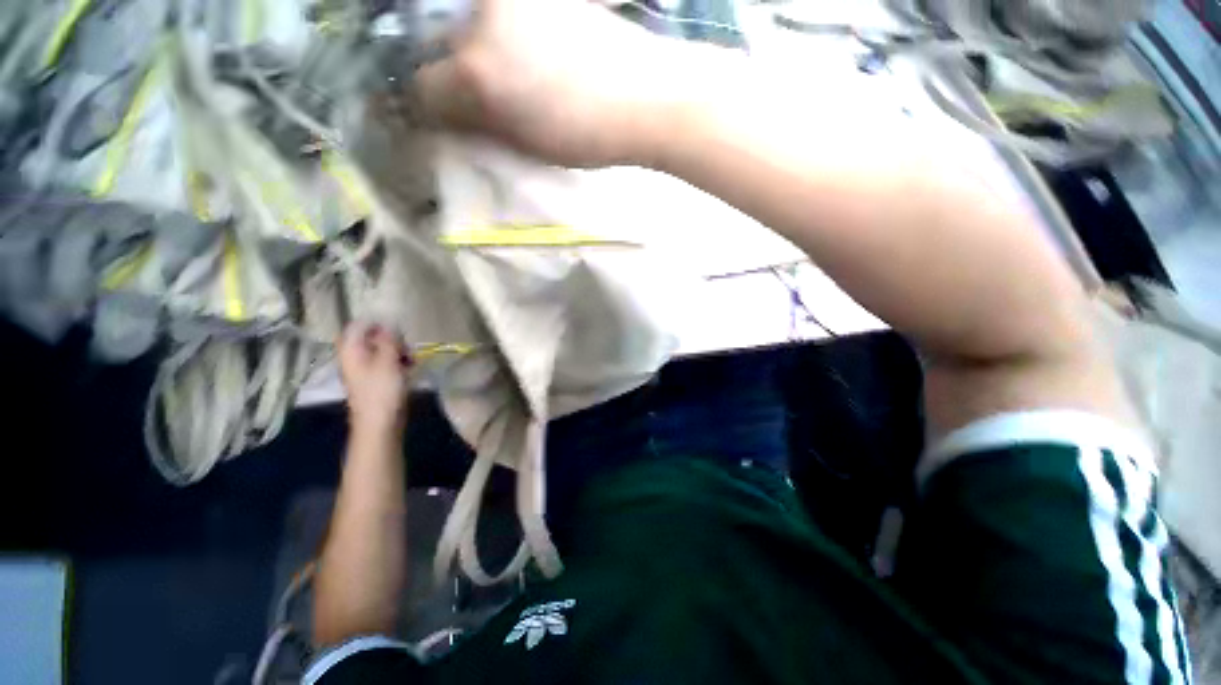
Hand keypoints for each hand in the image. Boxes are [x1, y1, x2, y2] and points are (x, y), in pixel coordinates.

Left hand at [337, 323, 411, 435]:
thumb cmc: (381, 391)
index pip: (358, 326)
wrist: (379, 423)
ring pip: (383, 350)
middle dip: (392, 339)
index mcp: (351, 350)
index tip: (397, 330)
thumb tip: (391, 324)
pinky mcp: (376, 379)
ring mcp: (365, 369)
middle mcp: (355, 357)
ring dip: (399, 351)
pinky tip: (410, 368)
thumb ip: (389, 340)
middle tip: (406, 347)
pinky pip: (387, 363)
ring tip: (411, 360)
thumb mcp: (388, 361)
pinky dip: (399, 362)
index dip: (377, 324)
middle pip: (372, 337)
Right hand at [416, 0, 690, 167]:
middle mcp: (481, 20)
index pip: (424, 88)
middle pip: (441, 45)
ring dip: (478, 48)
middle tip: (486, 96)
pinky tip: (530, 49)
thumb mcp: (526, 145)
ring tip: (516, 73)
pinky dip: (502, 31)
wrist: (645, 96)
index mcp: (478, 74)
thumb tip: (449, 118)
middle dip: (455, 74)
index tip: (450, 120)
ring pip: (468, 23)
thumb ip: (480, 127)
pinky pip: (499, 12)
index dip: (435, 110)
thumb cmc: (587, 134)